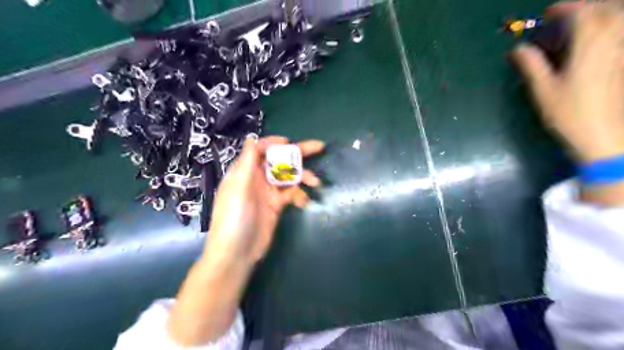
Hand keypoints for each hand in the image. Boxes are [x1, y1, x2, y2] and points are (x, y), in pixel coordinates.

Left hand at [205, 135, 324, 264]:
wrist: (237, 252)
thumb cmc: (234, 217)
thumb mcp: (239, 187)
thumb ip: (248, 162)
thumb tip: (252, 138)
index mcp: (245, 171)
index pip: (260, 150)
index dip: (274, 144)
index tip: (289, 143)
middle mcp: (257, 178)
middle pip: (279, 161)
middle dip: (298, 154)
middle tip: (319, 147)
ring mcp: (268, 192)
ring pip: (288, 177)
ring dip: (303, 177)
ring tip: (316, 182)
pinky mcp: (277, 205)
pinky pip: (291, 194)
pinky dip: (299, 195)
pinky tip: (304, 202)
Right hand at [515, 0, 623, 162]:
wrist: (602, 135)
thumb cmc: (569, 113)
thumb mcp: (543, 90)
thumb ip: (531, 66)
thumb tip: (517, 49)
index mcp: (590, 47)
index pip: (583, 14)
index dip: (564, 8)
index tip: (547, 13)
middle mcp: (613, 43)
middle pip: (607, 11)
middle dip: (585, 8)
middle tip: (564, 16)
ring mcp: (622, 53)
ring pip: (619, 21)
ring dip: (600, 15)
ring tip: (580, 25)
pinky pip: (620, 36)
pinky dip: (608, 30)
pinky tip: (595, 42)